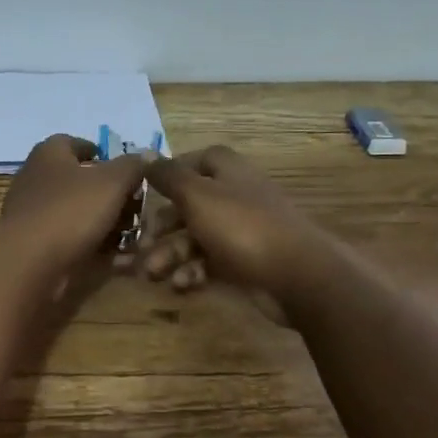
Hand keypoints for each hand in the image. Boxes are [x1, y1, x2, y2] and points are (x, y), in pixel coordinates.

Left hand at [0, 134, 152, 276]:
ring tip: (131, 233)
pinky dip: (92, 246)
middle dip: (108, 192)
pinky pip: (69, 239)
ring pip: (75, 212)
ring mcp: (32, 213)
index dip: (99, 152)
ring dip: (103, 222)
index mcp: (49, 154)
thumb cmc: (71, 211)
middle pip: (77, 180)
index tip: (122, 168)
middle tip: (134, 205)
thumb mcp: (112, 182)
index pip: (73, 142)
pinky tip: (116, 258)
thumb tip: (146, 156)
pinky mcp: (33, 244)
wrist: (30, 263)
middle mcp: (35, 179)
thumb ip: (132, 166)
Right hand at [135, 145, 331, 305]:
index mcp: (227, 172)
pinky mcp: (243, 263)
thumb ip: (168, 176)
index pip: (197, 160)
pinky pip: (209, 262)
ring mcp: (240, 231)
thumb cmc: (242, 226)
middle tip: (141, 246)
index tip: (147, 191)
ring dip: (170, 254)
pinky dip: (192, 271)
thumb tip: (146, 154)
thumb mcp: (197, 196)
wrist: (296, 275)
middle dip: (162, 227)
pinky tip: (182, 284)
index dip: (171, 173)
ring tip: (153, 273)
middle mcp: (234, 197)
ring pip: (195, 237)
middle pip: (189, 205)